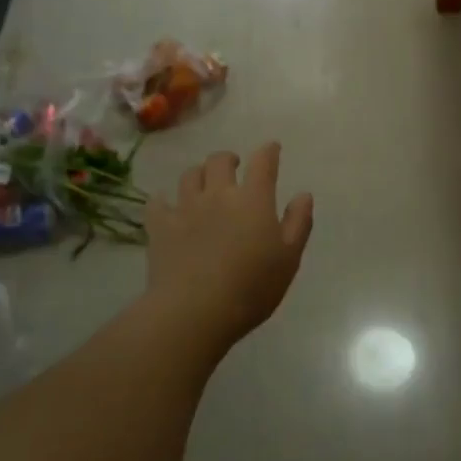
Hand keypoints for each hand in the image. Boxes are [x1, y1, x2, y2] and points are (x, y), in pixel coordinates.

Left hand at [144, 142, 312, 350]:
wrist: (194, 311)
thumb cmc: (251, 288)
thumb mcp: (288, 259)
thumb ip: (298, 223)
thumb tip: (303, 194)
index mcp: (253, 199)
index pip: (263, 162)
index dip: (268, 151)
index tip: (272, 149)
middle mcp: (218, 194)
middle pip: (219, 160)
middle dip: (228, 159)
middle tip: (233, 166)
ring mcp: (186, 208)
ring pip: (189, 175)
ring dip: (199, 174)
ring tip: (203, 184)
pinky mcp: (160, 226)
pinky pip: (158, 203)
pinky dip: (163, 200)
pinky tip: (167, 206)